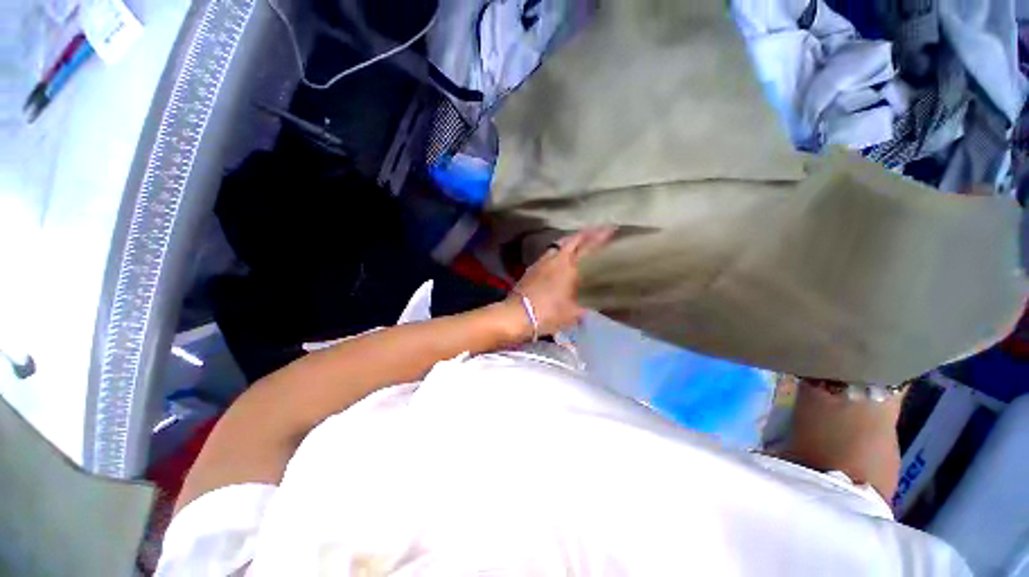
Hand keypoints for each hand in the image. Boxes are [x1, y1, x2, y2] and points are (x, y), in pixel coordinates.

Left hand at [506, 227, 614, 337]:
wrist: (517, 315)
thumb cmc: (548, 313)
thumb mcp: (573, 314)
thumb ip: (584, 307)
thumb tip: (592, 306)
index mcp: (569, 267)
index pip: (588, 246)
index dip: (600, 236)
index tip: (611, 228)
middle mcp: (555, 259)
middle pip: (572, 239)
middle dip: (585, 234)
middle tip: (596, 232)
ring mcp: (541, 262)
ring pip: (558, 244)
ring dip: (570, 241)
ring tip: (578, 243)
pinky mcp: (531, 268)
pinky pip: (548, 253)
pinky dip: (558, 251)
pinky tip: (559, 259)